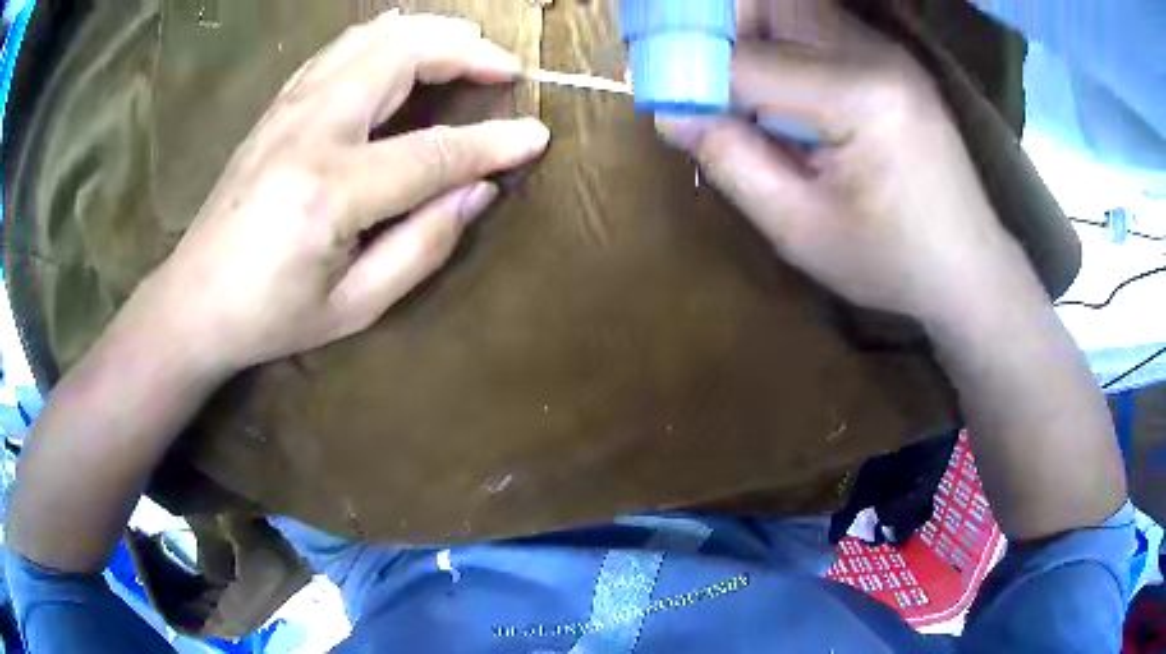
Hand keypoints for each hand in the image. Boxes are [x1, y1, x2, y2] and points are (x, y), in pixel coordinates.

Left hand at [130, 12, 549, 376]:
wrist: (192, 301)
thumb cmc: (270, 317)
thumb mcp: (354, 307)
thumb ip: (423, 246)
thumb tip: (478, 190)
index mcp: (331, 190)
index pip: (434, 151)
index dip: (492, 142)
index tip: (537, 136)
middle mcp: (311, 130)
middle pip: (402, 56)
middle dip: (466, 51)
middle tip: (506, 68)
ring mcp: (288, 109)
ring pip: (371, 38)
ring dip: (429, 33)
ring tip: (468, 45)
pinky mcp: (277, 106)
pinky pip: (339, 49)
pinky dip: (384, 36)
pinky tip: (404, 42)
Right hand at [660, 1, 1034, 321]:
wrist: (969, 266)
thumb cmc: (891, 262)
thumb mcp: (801, 230)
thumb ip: (731, 160)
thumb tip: (669, 110)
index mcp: (859, 97)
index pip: (748, 61)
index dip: (689, 72)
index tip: (657, 93)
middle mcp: (875, 53)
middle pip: (772, 4)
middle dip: (719, 25)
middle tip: (691, 68)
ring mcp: (887, 50)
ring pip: (793, 7)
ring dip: (749, 31)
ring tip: (731, 83)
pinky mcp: (889, 57)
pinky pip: (816, 26)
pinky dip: (780, 42)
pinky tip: (777, 88)